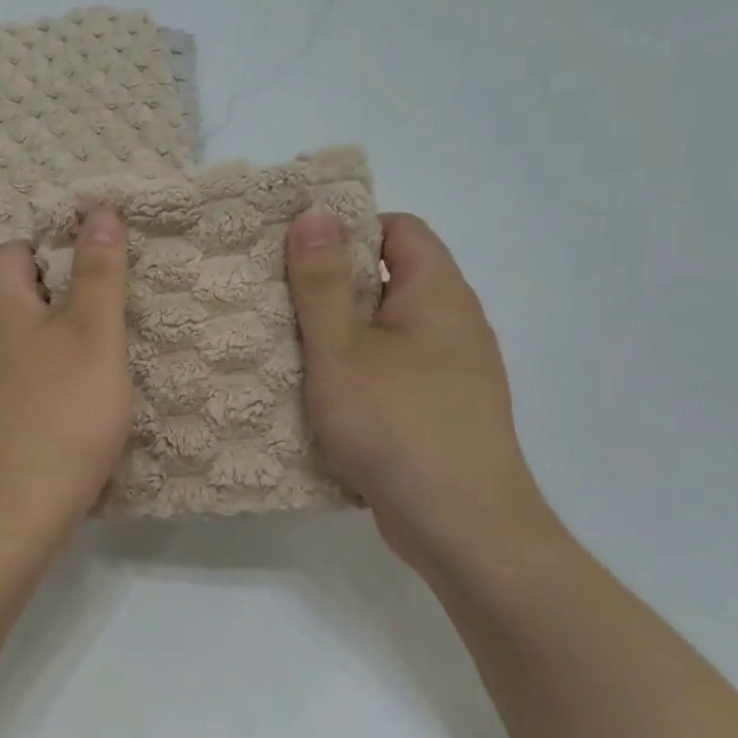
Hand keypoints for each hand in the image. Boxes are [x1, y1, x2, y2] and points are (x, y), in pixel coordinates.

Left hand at [0, 207, 134, 570]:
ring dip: (59, 346)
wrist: (6, 516)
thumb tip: (99, 209)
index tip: (105, 270)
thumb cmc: (58, 414)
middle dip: (67, 299)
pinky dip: (46, 384)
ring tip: (107, 363)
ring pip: (19, 344)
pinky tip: (78, 409)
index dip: (60, 249)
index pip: (18, 249)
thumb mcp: (93, 333)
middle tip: (117, 317)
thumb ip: (99, 270)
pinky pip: (16, 383)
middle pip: (19, 296)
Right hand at [286, 207, 558, 576]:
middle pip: (390, 278)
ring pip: (387, 330)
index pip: (398, 228)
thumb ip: (323, 281)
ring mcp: (451, 370)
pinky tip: (319, 394)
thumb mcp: (342, 350)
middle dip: (333, 284)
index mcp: (437, 293)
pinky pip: (393, 370)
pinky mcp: (440, 409)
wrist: (463, 526)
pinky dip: (357, 371)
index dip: (348, 228)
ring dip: (340, 333)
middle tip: (275, 296)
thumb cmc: (397, 425)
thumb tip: (314, 210)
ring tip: (284, 343)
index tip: (295, 250)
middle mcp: (453, 322)